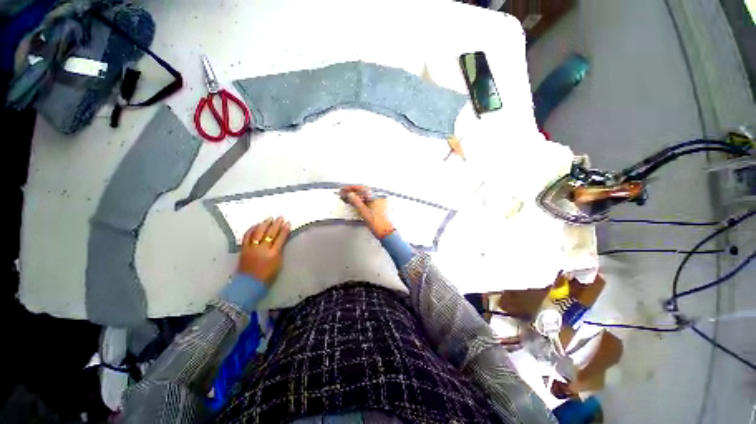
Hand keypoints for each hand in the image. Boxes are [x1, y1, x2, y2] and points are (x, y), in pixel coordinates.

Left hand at [238, 216, 290, 284]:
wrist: (248, 284)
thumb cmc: (267, 276)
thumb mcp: (278, 264)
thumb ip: (279, 251)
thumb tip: (281, 241)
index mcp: (273, 254)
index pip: (280, 238)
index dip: (285, 230)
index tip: (288, 223)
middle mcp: (262, 249)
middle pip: (270, 233)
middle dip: (276, 224)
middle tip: (280, 217)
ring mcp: (251, 248)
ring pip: (258, 233)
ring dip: (264, 224)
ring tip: (269, 218)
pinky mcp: (243, 249)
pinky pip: (247, 236)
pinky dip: (251, 230)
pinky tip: (255, 225)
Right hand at [340, 185, 394, 238]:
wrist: (385, 232)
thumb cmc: (378, 223)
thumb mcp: (363, 212)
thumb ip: (356, 202)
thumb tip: (350, 195)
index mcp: (376, 196)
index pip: (362, 188)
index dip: (352, 188)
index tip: (345, 189)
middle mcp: (379, 198)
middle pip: (364, 192)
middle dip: (353, 192)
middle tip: (344, 193)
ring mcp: (379, 202)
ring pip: (366, 196)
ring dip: (357, 197)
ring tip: (348, 198)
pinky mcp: (378, 207)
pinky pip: (368, 201)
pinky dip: (361, 201)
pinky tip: (356, 203)